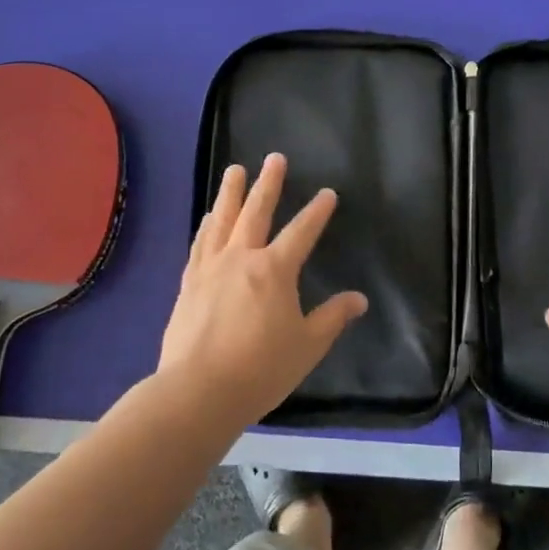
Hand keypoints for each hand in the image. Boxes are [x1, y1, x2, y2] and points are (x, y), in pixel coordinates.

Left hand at [158, 153, 367, 428]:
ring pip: (223, 220)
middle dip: (268, 183)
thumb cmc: (260, 369)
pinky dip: (206, 226)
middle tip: (274, 158)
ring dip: (231, 193)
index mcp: (275, 270)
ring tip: (235, 170)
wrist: (197, 391)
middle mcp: (242, 258)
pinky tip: (208, 218)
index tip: (327, 193)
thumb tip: (359, 299)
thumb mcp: (307, 346)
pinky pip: (200, 244)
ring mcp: (211, 268)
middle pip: (256, 211)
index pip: (302, 231)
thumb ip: (333, 318)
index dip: (317, 211)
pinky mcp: (189, 283)